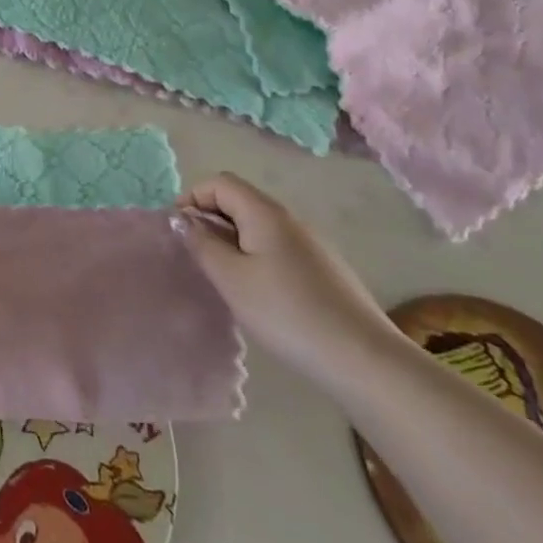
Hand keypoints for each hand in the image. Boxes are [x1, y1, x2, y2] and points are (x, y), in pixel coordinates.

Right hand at [171, 173, 399, 388]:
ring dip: (233, 241)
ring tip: (225, 278)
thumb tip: (181, 218)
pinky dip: (256, 257)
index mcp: (265, 213)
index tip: (179, 231)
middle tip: (198, 257)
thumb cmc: (286, 312)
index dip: (192, 198)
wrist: (363, 359)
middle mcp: (290, 219)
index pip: (220, 183)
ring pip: (259, 227)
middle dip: (211, 220)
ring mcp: (311, 244)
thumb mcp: (231, 278)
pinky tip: (259, 294)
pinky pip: (278, 248)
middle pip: (240, 201)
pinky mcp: (324, 270)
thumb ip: (201, 242)